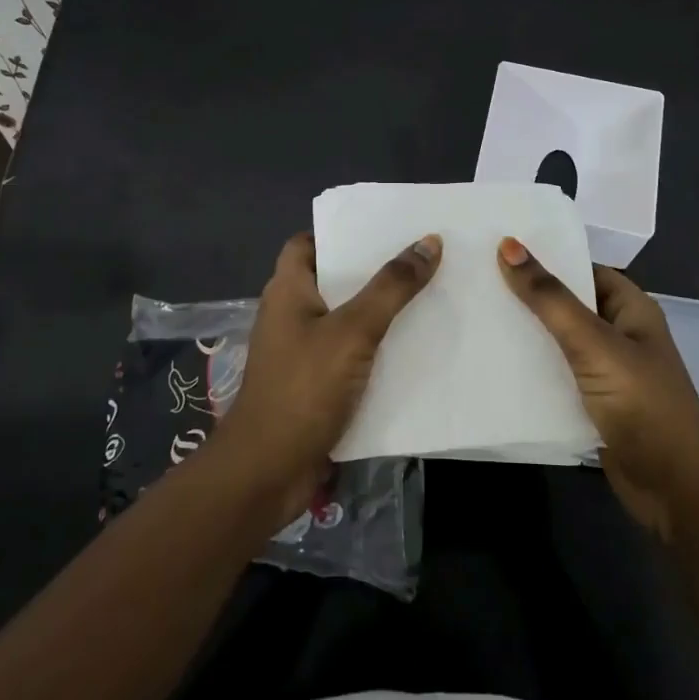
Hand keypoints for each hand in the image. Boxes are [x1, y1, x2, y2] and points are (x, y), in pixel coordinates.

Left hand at [219, 231, 441, 519]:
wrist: (269, 470)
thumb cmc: (304, 388)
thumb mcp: (353, 331)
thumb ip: (391, 287)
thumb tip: (428, 242)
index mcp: (288, 290)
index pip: (308, 243)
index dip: (341, 232)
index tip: (384, 229)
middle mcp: (291, 315)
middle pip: (334, 280)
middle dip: (374, 271)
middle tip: (422, 258)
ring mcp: (301, 353)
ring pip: (346, 320)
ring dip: (380, 312)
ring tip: (429, 296)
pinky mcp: (315, 385)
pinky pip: (350, 356)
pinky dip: (377, 350)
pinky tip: (414, 348)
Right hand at [497, 237, 698, 540]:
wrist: (675, 487)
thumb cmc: (642, 403)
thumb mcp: (593, 343)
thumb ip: (550, 298)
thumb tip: (508, 245)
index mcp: (630, 309)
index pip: (583, 269)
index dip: (546, 258)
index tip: (497, 249)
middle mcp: (619, 335)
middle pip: (567, 306)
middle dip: (527, 297)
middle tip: (473, 282)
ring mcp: (606, 373)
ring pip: (557, 343)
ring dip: (524, 336)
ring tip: (472, 317)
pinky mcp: (592, 406)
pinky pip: (555, 378)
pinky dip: (529, 373)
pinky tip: (491, 366)